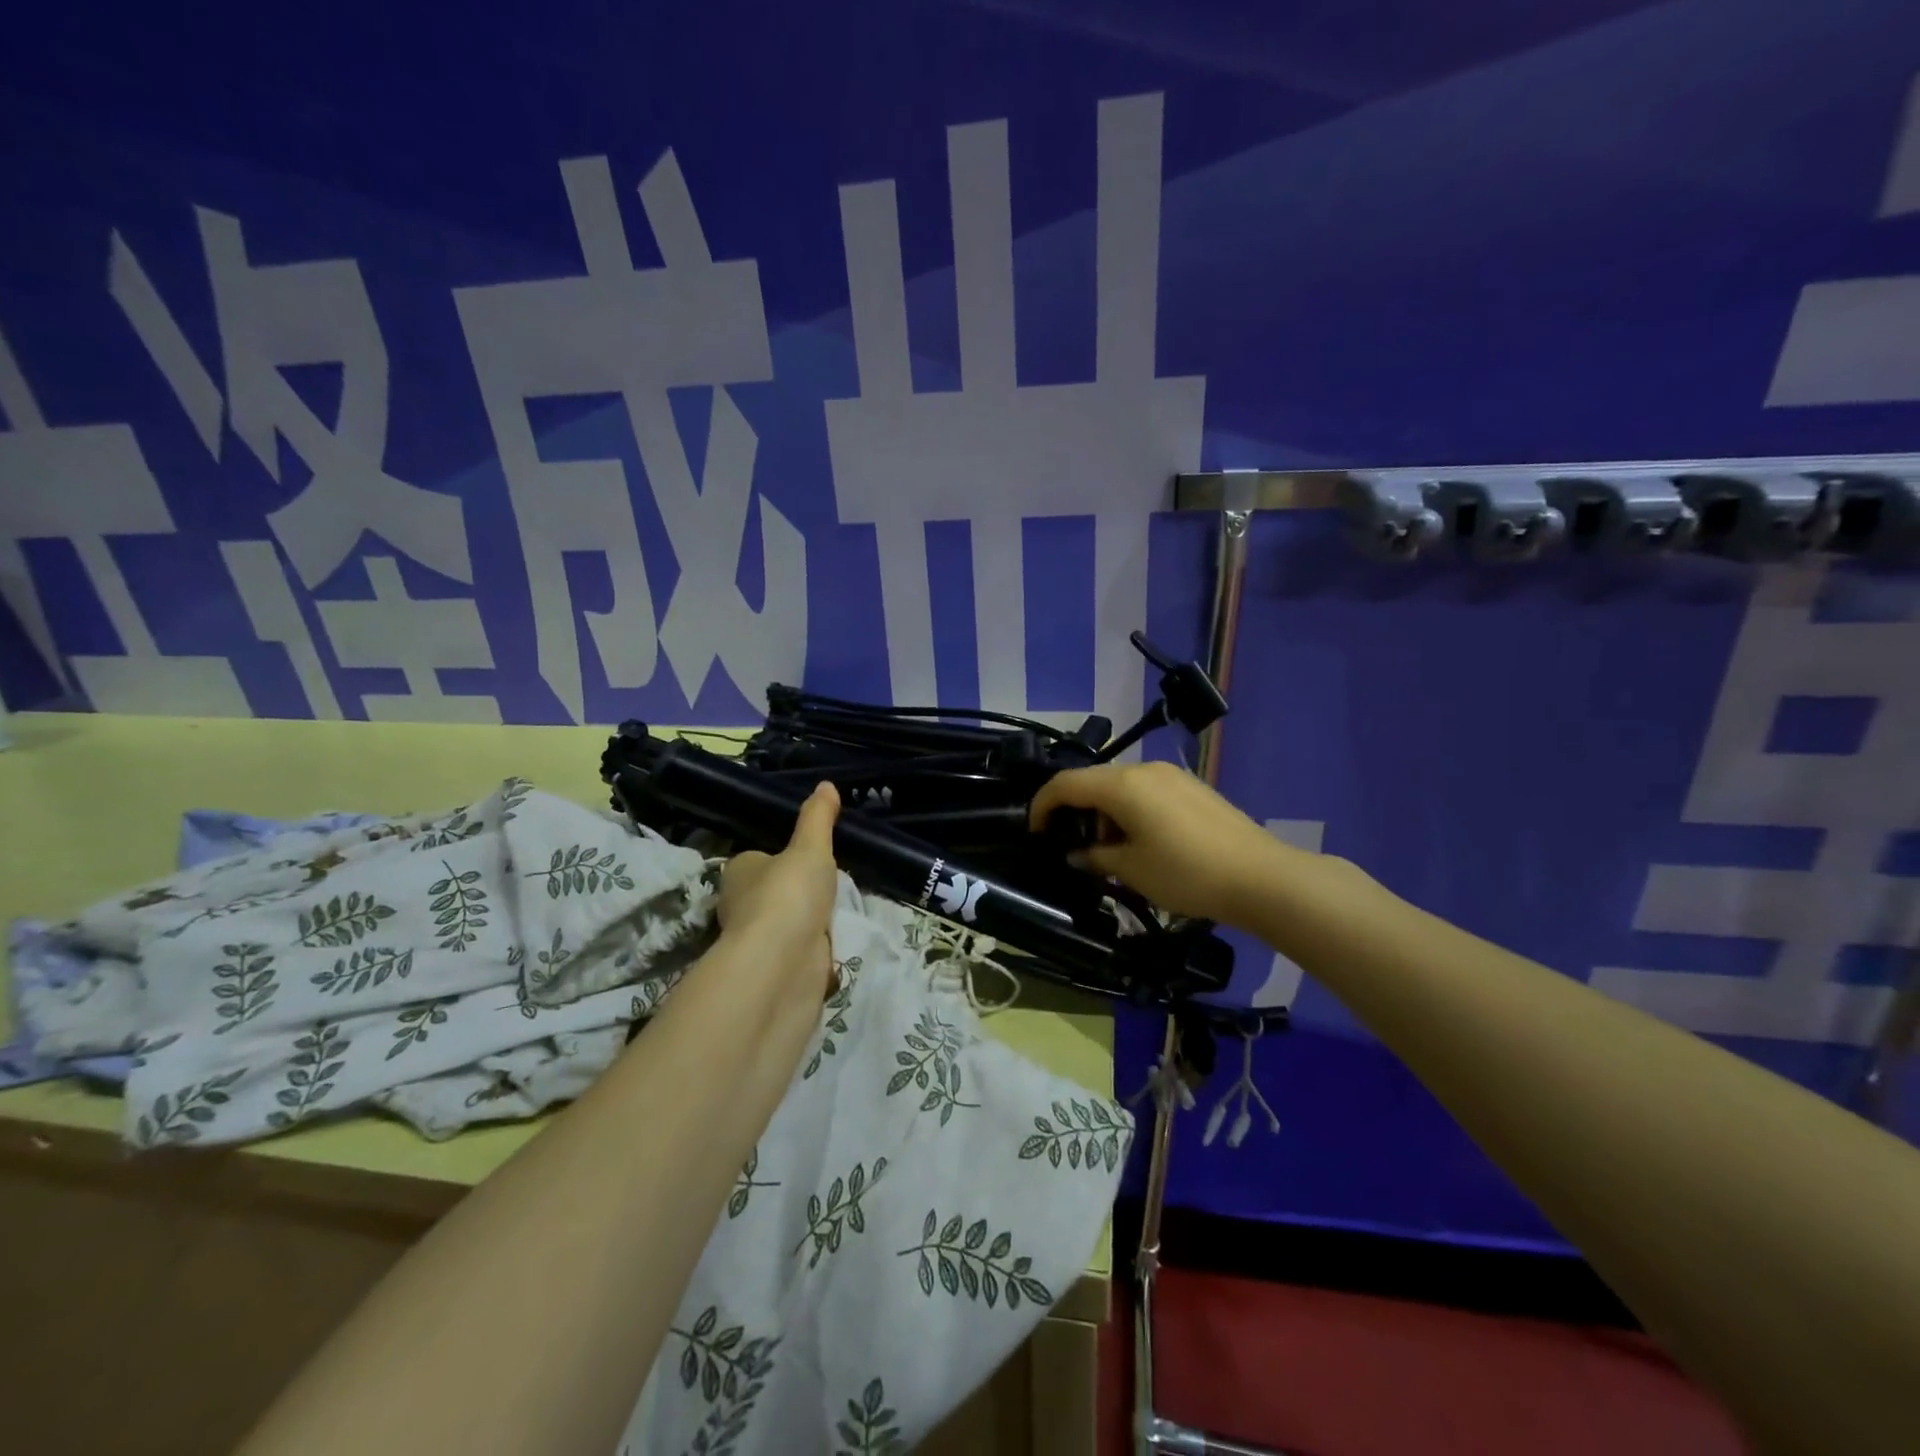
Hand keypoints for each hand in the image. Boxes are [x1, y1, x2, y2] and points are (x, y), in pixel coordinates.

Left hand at [716, 782, 840, 999]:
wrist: (782, 965)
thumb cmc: (788, 895)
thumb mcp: (810, 848)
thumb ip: (818, 818)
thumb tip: (826, 784)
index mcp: (739, 872)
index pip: (759, 858)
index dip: (783, 856)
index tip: (810, 855)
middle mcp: (740, 905)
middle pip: (772, 891)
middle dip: (796, 891)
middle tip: (830, 883)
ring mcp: (758, 941)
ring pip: (786, 924)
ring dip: (807, 922)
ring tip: (838, 911)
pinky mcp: (775, 970)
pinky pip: (798, 951)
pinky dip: (813, 950)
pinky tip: (832, 944)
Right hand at [1029, 760, 1288, 927]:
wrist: (1261, 877)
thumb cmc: (1186, 873)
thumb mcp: (1131, 869)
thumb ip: (1094, 857)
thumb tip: (1074, 854)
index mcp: (1122, 785)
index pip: (1065, 784)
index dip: (1042, 805)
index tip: (1034, 832)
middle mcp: (1144, 770)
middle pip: (1093, 781)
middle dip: (1075, 812)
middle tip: (1075, 850)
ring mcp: (1171, 776)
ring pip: (1120, 786)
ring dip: (1104, 813)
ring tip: (1111, 853)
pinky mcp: (1191, 787)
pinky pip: (1145, 791)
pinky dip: (1129, 811)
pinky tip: (1142, 843)